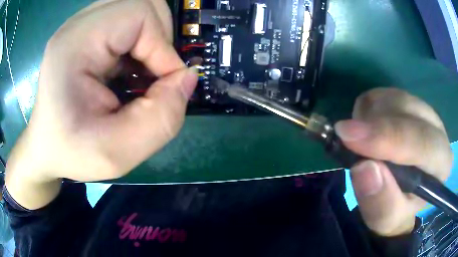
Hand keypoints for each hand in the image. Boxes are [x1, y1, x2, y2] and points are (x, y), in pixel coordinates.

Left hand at [6, 0, 196, 208]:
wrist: (47, 146)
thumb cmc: (71, 152)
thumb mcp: (117, 153)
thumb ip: (162, 119)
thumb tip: (188, 78)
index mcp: (75, 44)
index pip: (138, 13)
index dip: (162, 45)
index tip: (166, 84)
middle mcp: (78, 25)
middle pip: (142, 2)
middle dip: (160, 36)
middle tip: (153, 73)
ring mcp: (82, 25)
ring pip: (138, 7)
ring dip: (152, 36)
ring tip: (141, 70)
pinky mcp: (87, 31)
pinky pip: (128, 19)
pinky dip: (141, 39)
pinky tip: (128, 66)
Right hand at [335, 88, 452, 235]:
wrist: (401, 194)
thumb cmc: (396, 209)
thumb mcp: (385, 219)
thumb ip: (380, 202)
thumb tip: (364, 168)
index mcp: (441, 163)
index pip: (422, 142)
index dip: (388, 137)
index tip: (349, 137)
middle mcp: (437, 130)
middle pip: (408, 111)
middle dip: (376, 123)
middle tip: (344, 135)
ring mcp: (423, 111)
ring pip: (393, 98)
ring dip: (370, 117)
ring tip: (361, 144)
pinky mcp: (407, 102)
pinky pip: (383, 94)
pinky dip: (368, 110)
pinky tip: (368, 131)